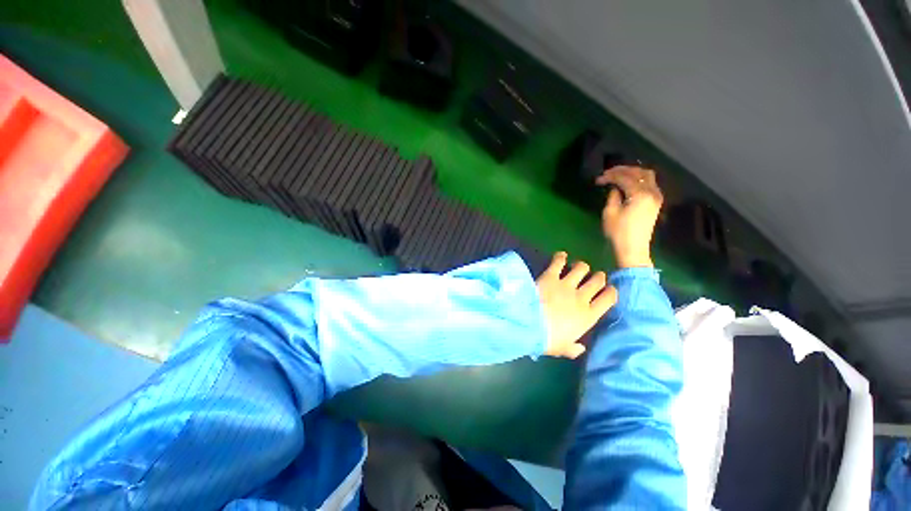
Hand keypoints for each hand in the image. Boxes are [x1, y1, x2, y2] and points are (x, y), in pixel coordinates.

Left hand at [536, 252, 617, 358]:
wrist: (529, 324)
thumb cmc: (547, 340)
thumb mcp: (563, 349)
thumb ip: (573, 348)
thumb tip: (580, 348)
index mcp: (588, 316)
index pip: (608, 299)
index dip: (611, 292)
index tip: (610, 289)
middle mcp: (581, 297)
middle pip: (597, 281)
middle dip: (598, 277)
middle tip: (594, 277)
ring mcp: (566, 285)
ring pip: (582, 268)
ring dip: (582, 266)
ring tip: (579, 267)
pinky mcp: (550, 276)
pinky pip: (558, 262)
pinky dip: (561, 257)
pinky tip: (561, 256)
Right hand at [596, 166, 663, 268]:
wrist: (633, 248)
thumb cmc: (619, 232)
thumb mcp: (610, 213)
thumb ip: (613, 196)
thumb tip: (615, 188)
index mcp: (640, 194)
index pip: (625, 178)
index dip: (611, 176)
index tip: (598, 179)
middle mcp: (652, 192)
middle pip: (640, 172)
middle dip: (623, 170)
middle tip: (608, 173)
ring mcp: (656, 197)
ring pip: (647, 176)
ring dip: (633, 173)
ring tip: (618, 176)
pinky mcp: (656, 202)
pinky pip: (650, 184)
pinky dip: (639, 180)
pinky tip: (628, 184)